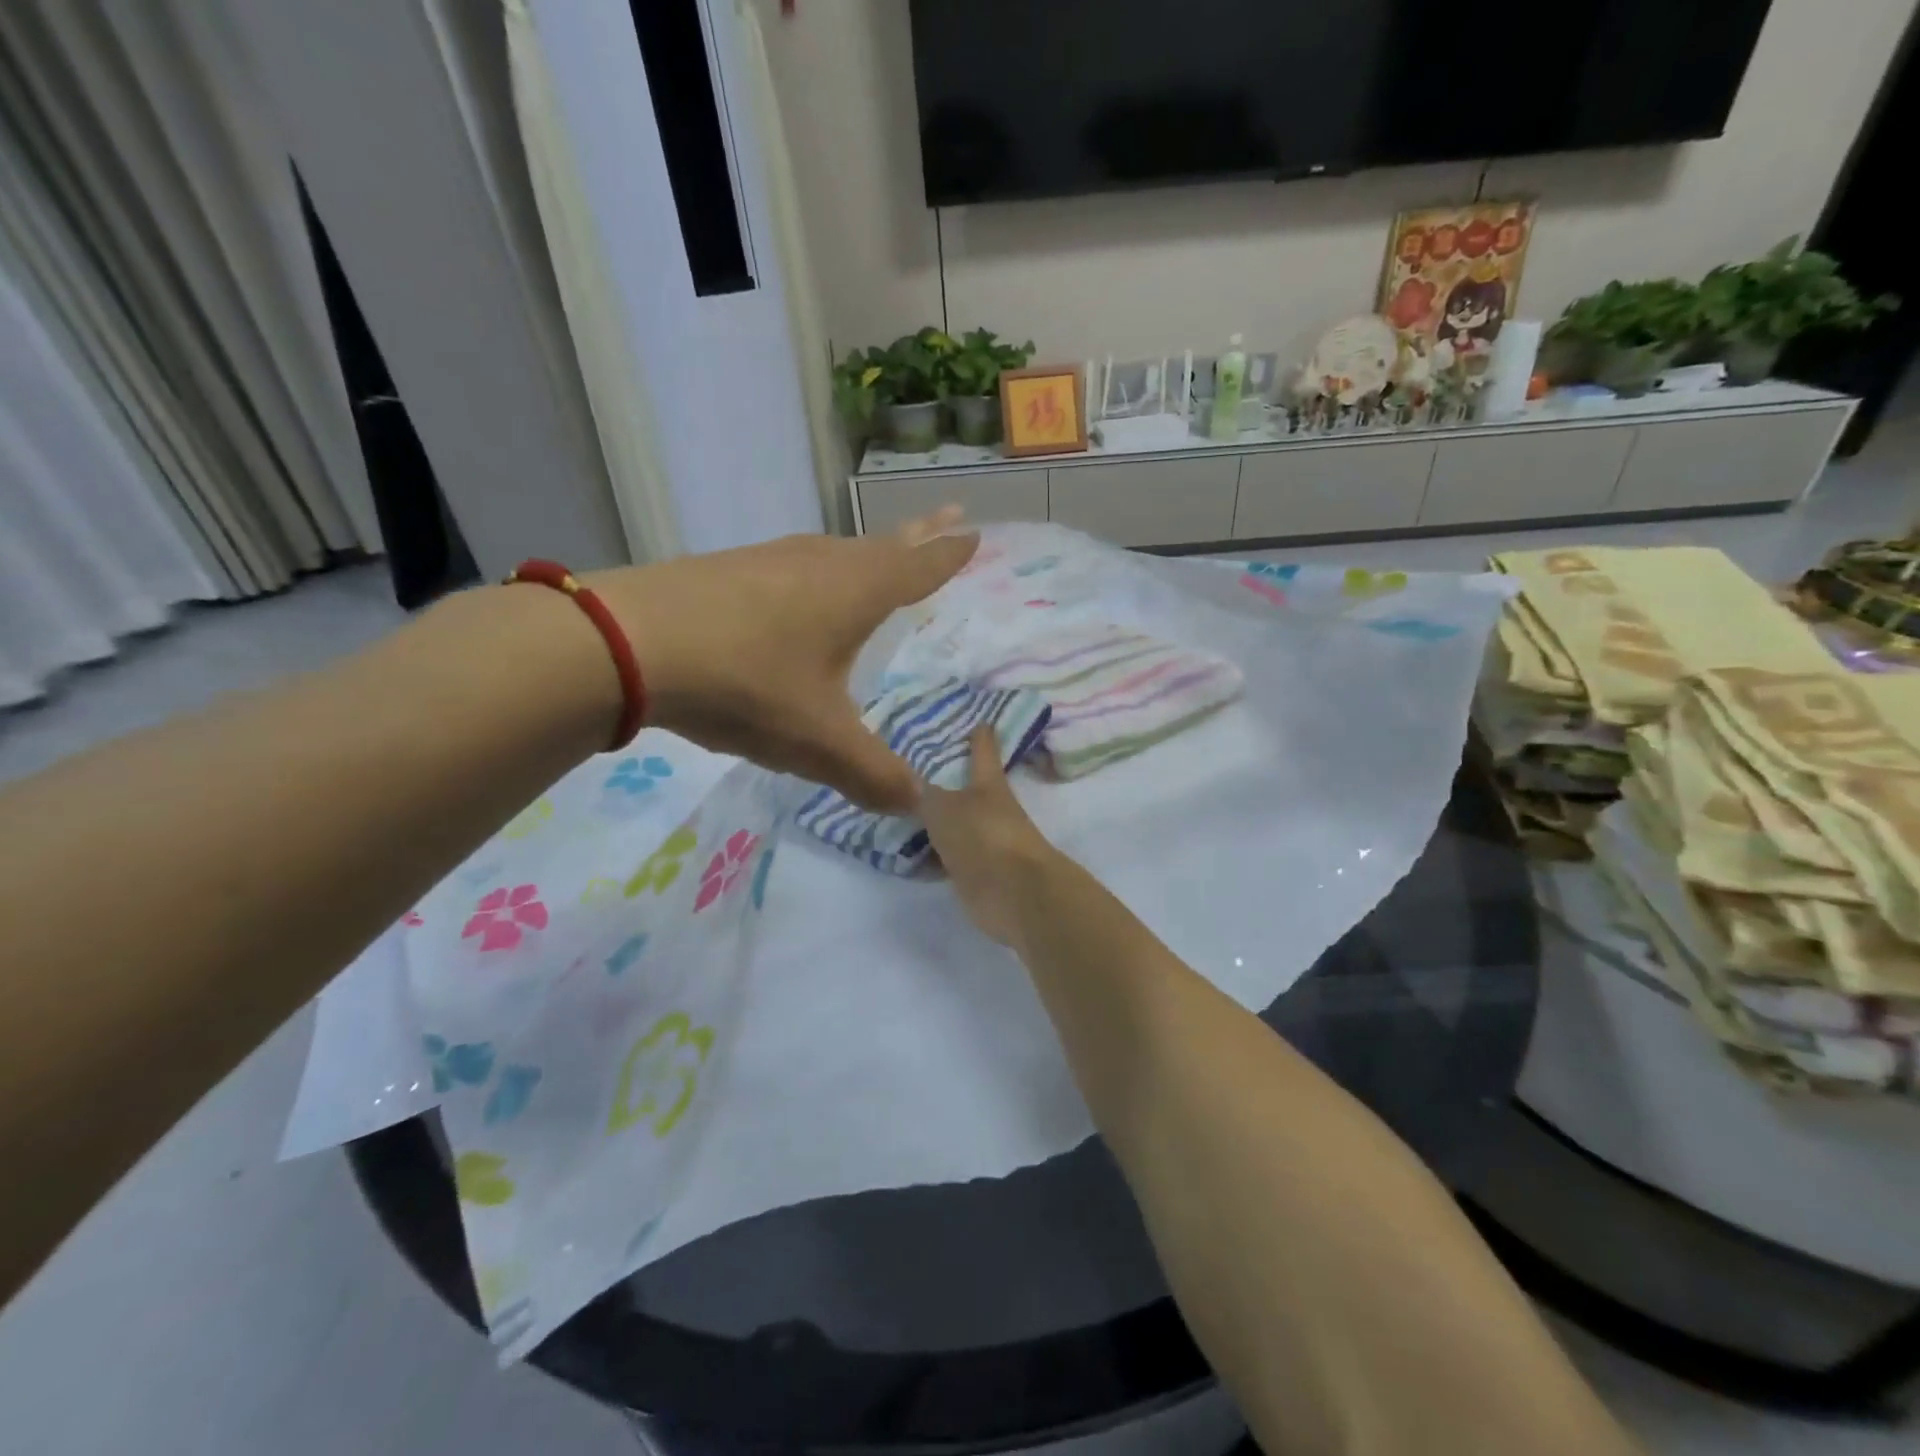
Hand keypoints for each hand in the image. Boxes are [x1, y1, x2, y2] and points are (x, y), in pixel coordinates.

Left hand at [590, 510, 974, 811]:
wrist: (630, 644)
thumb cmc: (747, 683)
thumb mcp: (819, 742)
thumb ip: (872, 775)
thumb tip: (916, 804)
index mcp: (857, 592)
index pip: (919, 567)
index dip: (948, 554)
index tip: (974, 532)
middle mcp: (821, 564)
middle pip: (882, 545)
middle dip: (918, 535)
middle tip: (946, 517)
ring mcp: (770, 560)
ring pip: (834, 552)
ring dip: (864, 552)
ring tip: (879, 557)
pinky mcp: (728, 570)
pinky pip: (793, 566)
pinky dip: (816, 572)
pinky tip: (798, 591)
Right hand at [918, 725, 1063, 945]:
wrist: (1014, 893)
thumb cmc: (983, 835)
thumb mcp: (943, 808)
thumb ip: (922, 795)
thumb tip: (907, 782)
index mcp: (988, 784)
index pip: (983, 752)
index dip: (980, 737)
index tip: (981, 722)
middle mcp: (989, 810)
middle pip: (966, 791)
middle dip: (944, 782)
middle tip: (910, 772)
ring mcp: (984, 843)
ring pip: (953, 827)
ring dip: (933, 823)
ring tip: (897, 812)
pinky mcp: (976, 875)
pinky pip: (946, 859)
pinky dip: (928, 857)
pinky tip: (903, 854)